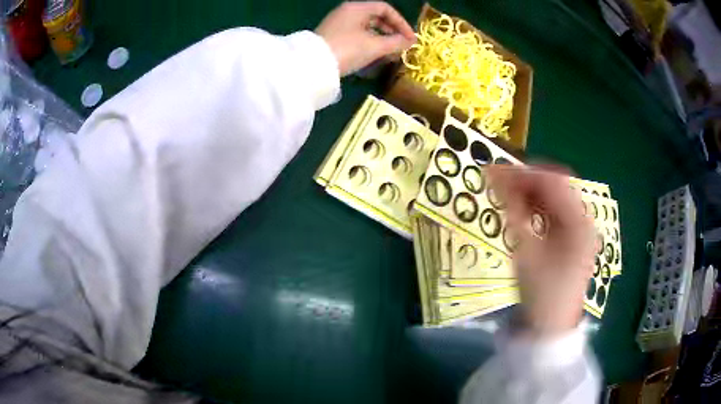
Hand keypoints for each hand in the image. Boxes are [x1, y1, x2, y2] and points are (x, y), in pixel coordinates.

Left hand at [315, 2, 415, 75]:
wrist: (313, 66)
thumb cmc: (347, 49)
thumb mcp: (375, 46)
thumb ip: (396, 42)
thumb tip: (410, 42)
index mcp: (357, 8)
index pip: (385, 9)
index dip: (401, 22)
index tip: (410, 38)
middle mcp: (347, 12)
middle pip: (376, 18)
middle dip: (392, 33)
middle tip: (402, 47)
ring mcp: (338, 25)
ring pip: (366, 29)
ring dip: (381, 40)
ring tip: (390, 55)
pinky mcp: (332, 37)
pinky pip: (356, 36)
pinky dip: (368, 44)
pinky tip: (374, 58)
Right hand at [489, 166, 595, 336]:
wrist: (550, 327)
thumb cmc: (541, 292)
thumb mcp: (526, 251)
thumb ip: (513, 210)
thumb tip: (495, 177)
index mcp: (578, 222)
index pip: (551, 181)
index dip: (522, 173)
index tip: (495, 172)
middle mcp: (583, 219)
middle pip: (555, 186)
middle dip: (526, 181)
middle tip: (498, 182)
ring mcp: (580, 229)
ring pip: (555, 198)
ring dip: (531, 193)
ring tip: (506, 195)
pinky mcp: (573, 238)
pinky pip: (555, 212)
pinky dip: (538, 207)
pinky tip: (522, 211)